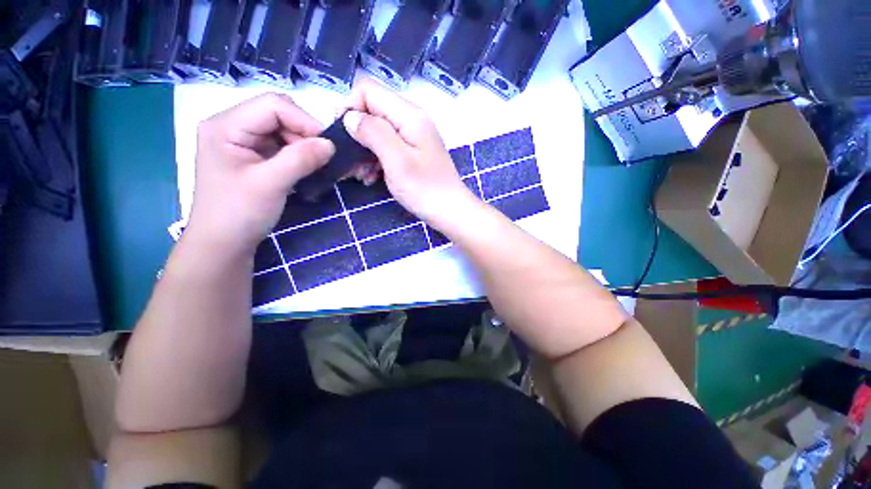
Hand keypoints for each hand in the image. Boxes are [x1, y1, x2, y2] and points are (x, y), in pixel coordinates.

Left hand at [187, 93, 334, 257]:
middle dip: (305, 135)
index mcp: (226, 126)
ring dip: (304, 146)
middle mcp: (232, 127)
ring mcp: (242, 142)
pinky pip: (281, 146)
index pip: (273, 105)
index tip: (327, 147)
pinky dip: (299, 155)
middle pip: (278, 115)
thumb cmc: (238, 214)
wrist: (223, 244)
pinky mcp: (252, 157)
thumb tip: (331, 144)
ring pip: (283, 131)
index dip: (304, 121)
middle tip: (322, 160)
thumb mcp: (271, 184)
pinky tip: (307, 169)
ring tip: (317, 167)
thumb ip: (300, 159)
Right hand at [342, 79, 478, 229]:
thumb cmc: (425, 189)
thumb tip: (349, 117)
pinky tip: (372, 178)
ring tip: (361, 175)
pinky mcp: (412, 153)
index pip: (368, 90)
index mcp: (410, 115)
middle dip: (356, 134)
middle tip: (350, 161)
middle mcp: (412, 120)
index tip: (342, 136)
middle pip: (372, 111)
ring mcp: (413, 137)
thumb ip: (373, 133)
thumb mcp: (396, 160)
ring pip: (378, 131)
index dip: (350, 108)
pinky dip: (375, 160)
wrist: (450, 211)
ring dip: (364, 151)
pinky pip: (387, 147)